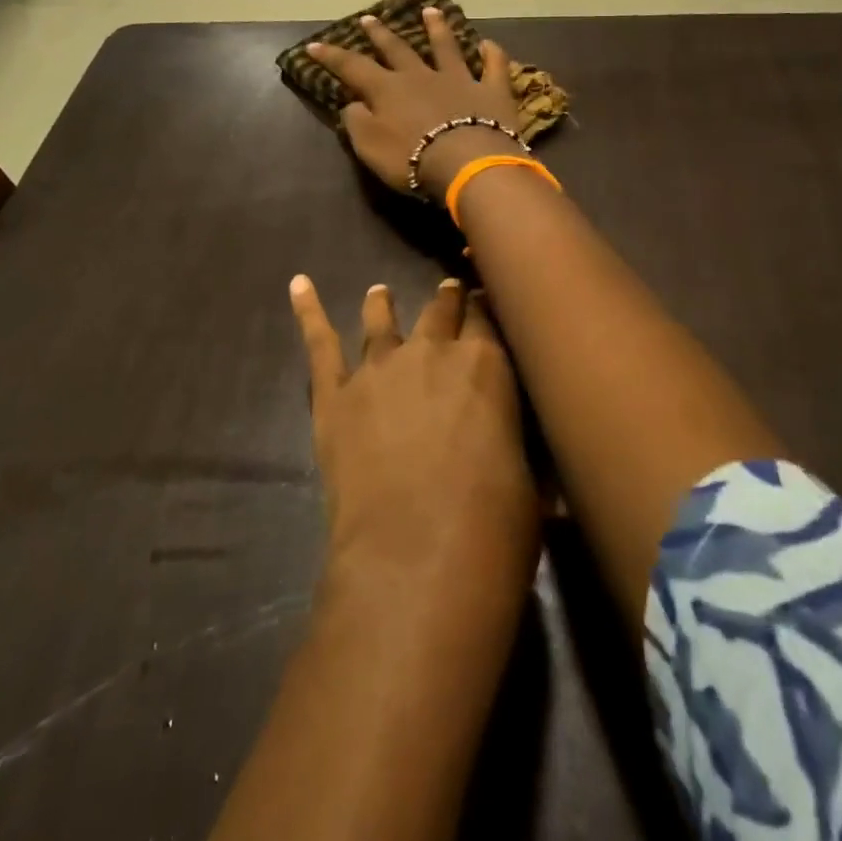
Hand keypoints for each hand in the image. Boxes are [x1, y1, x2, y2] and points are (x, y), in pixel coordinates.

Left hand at [289, 274, 538, 614]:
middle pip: (439, 310)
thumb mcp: (528, 479)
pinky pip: (320, 345)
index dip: (485, 307)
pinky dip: (308, 312)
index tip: (485, 302)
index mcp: (485, 363)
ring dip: (383, 304)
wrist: (418, 556)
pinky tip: (299, 284)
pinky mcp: (336, 395)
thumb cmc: (493, 524)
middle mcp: (431, 351)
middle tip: (447, 293)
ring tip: (380, 292)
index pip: (485, 317)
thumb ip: (519, 452)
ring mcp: (379, 368)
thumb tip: (543, 476)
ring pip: (382, 321)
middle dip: (445, 300)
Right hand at [307, 8, 521, 199]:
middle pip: (397, 49)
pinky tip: (489, 44)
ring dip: (437, 28)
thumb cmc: (412, 159)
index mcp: (388, 90)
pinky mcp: (491, 91)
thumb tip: (352, 105)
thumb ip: (357, 123)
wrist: (467, 162)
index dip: (332, 56)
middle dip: (380, 34)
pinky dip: (492, 54)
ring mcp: (459, 79)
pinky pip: (493, 66)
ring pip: (446, 47)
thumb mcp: (370, 147)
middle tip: (368, 18)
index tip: (313, 44)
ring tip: (431, 10)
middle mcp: (421, 76)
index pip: (353, 67)